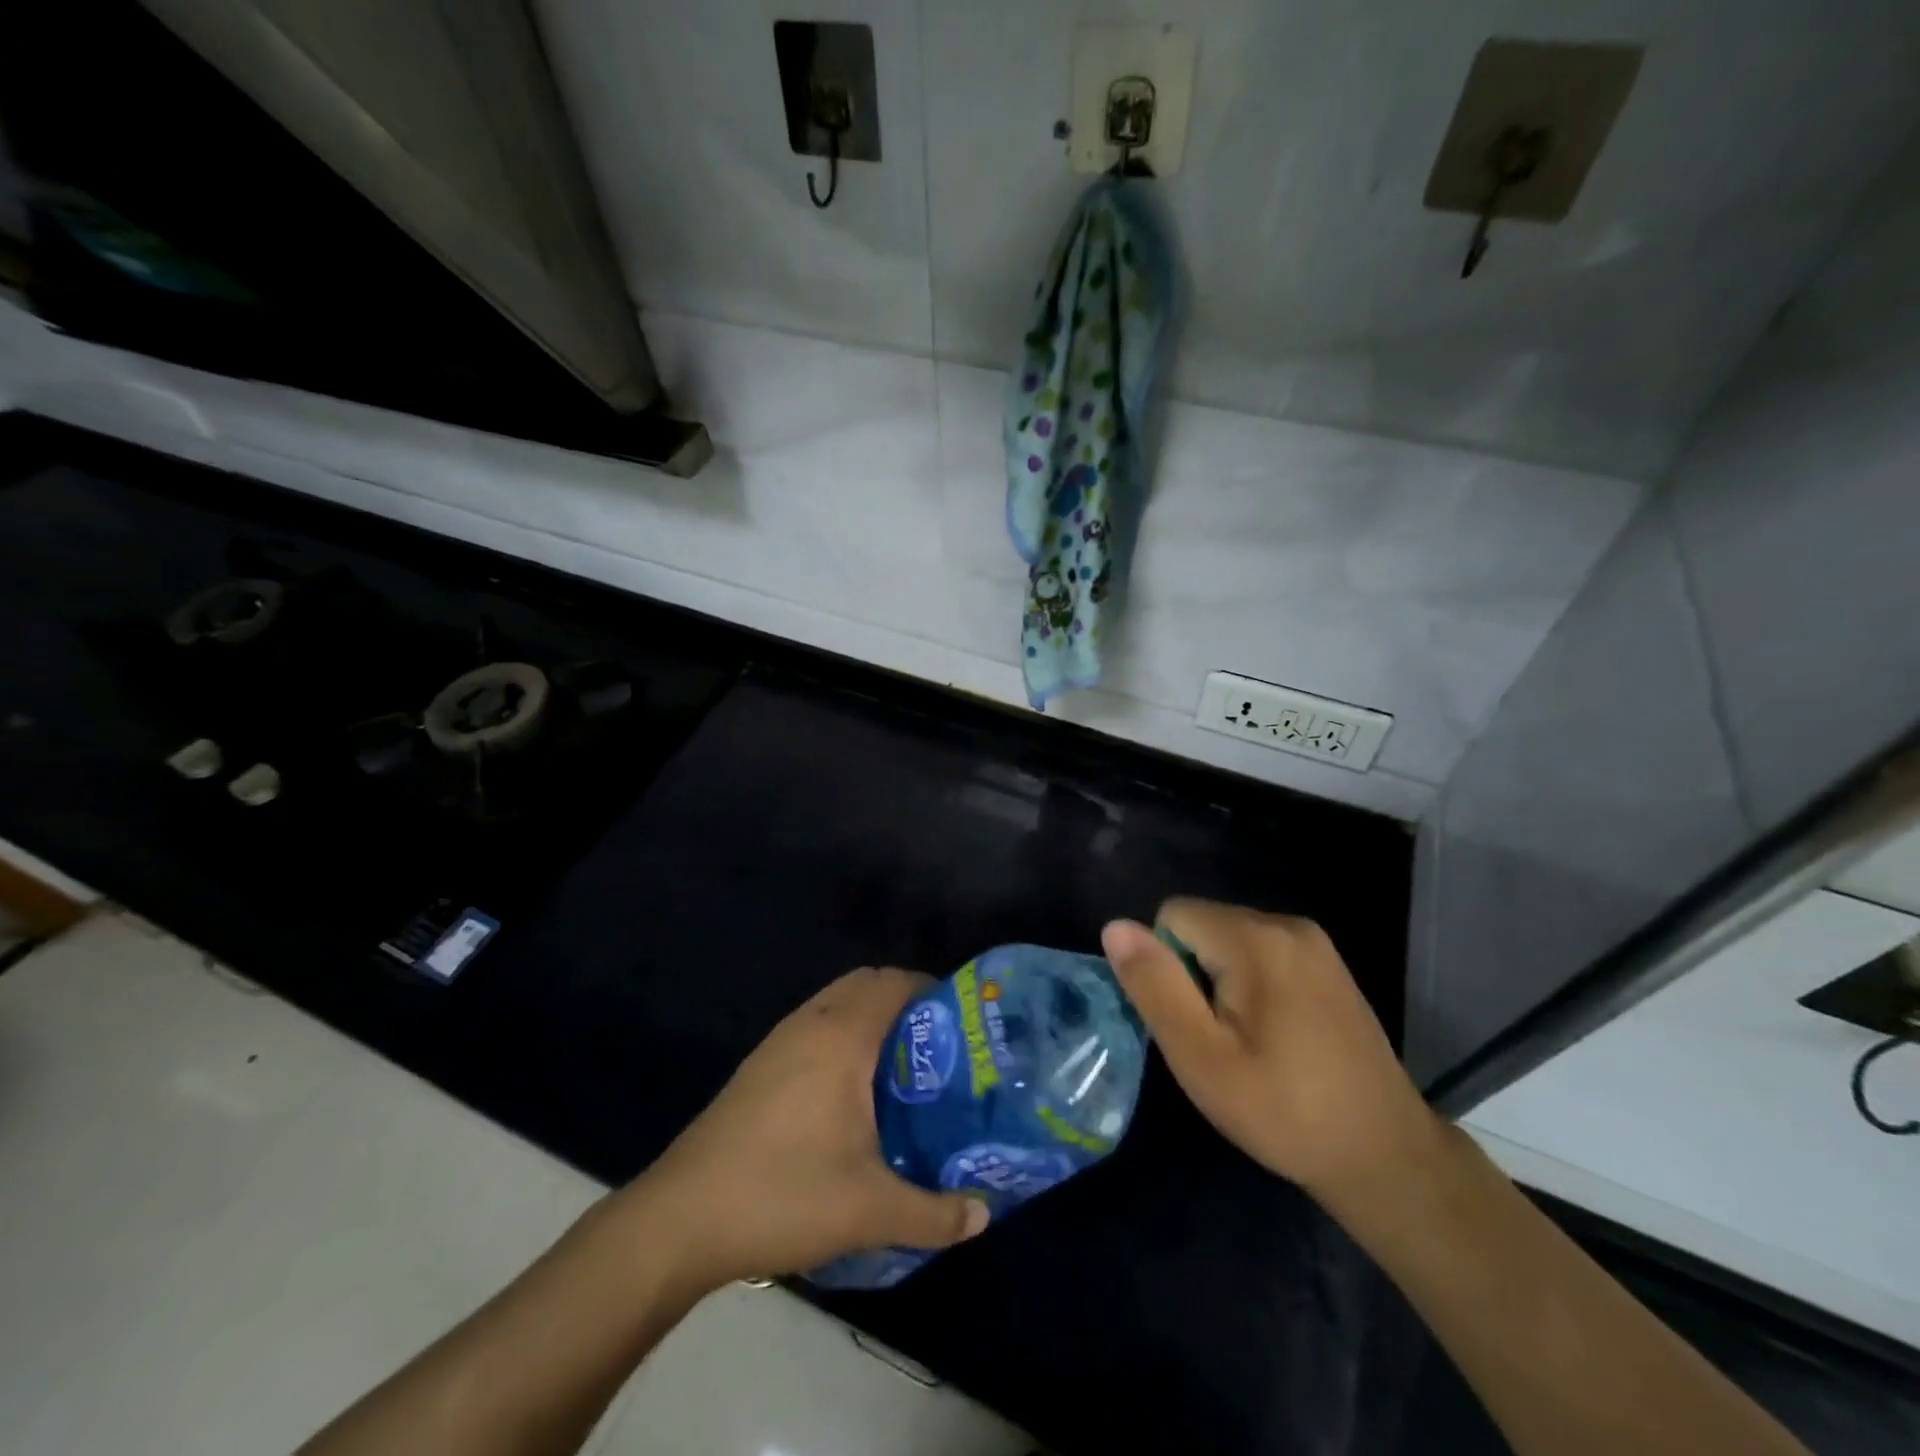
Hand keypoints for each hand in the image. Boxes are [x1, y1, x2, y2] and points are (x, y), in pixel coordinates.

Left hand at [611, 967, 989, 1291]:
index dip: (933, 992)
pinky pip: (814, 1027)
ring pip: (836, 1003)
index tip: (961, 1027)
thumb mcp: (870, 1211)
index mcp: (842, 1035)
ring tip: (900, 1072)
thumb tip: (982, 1216)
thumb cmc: (782, 1194)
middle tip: (935, 1050)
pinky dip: (841, 1037)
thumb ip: (934, 1213)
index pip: (896, 983)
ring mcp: (778, 1042)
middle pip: (867, 983)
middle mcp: (810, 1022)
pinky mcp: (758, 1066)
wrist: (680, 1219)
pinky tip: (849, 1096)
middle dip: (905, 1003)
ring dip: (870, 1020)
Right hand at [1101, 899, 1440, 1204]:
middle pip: (1203, 924)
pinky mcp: (1328, 964)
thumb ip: (1155, 986)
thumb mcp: (1201, 1057)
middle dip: (1193, 972)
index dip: (1166, 967)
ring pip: (1229, 939)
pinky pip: (1261, 952)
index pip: (1171, 916)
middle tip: (1218, 1040)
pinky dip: (1250, 983)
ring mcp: (1315, 943)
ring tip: (1246, 1042)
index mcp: (1256, 939)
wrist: (1385, 1157)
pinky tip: (1274, 1035)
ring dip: (1220, 980)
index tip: (1193, 1022)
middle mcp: (1288, 924)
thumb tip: (1115, 927)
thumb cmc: (1283, 1111)